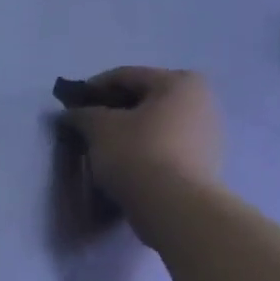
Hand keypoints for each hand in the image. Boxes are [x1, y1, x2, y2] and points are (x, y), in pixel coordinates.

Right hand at [60, 67, 221, 234]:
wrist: (174, 204)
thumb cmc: (136, 153)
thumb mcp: (98, 128)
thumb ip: (82, 114)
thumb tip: (70, 113)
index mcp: (179, 82)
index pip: (126, 76)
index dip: (93, 87)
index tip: (70, 104)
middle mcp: (202, 100)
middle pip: (146, 97)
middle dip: (113, 109)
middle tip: (86, 124)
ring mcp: (209, 131)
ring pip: (157, 122)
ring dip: (129, 129)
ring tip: (103, 146)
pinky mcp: (207, 160)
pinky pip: (167, 143)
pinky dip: (145, 146)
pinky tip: (126, 161)